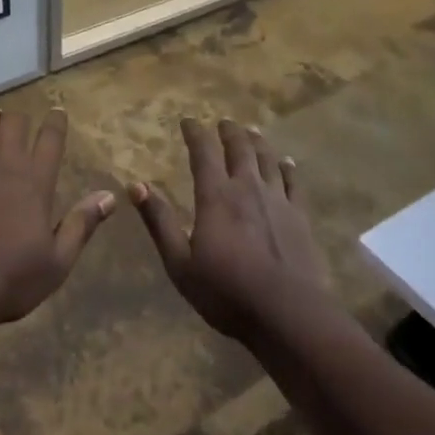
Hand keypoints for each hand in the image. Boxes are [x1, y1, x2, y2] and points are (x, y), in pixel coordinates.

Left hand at [0, 107, 115, 330]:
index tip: (58, 112)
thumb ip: (82, 224)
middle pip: (14, 125)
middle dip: (20, 119)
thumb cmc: (11, 281)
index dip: (56, 122)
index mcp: (36, 184)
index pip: (51, 140)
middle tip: (21, 121)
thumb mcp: (58, 261)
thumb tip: (110, 196)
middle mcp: (6, 168)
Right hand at [130, 118, 331, 344]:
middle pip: (239, 148)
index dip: (195, 133)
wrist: (287, 314)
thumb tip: (135, 185)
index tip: (188, 121)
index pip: (203, 152)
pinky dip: (288, 167)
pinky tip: (286, 161)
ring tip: (252, 131)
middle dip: (229, 131)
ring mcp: (277, 200)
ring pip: (267, 159)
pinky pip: (293, 182)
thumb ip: (159, 222)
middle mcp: (247, 188)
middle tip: (223, 122)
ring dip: (257, 141)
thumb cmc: (227, 292)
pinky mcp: (300, 216)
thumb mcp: (180, 263)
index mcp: (216, 196)